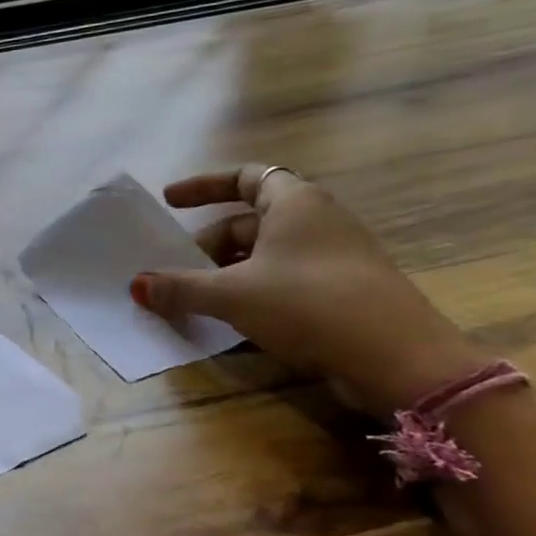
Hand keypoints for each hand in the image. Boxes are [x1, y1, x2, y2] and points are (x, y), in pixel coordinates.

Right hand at [130, 165, 484, 414]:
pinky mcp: (343, 291)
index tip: (170, 202)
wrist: (399, 359)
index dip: (203, 185)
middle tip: (176, 271)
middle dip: (207, 244)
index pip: (245, 176)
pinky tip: (233, 319)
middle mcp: (319, 221)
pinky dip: (252, 290)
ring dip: (226, 271)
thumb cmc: (308, 305)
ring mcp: (335, 257)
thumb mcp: (232, 294)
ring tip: (197, 297)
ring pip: (266, 253)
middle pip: (249, 221)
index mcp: (295, 203)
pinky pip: (284, 279)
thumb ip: (180, 288)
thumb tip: (136, 286)